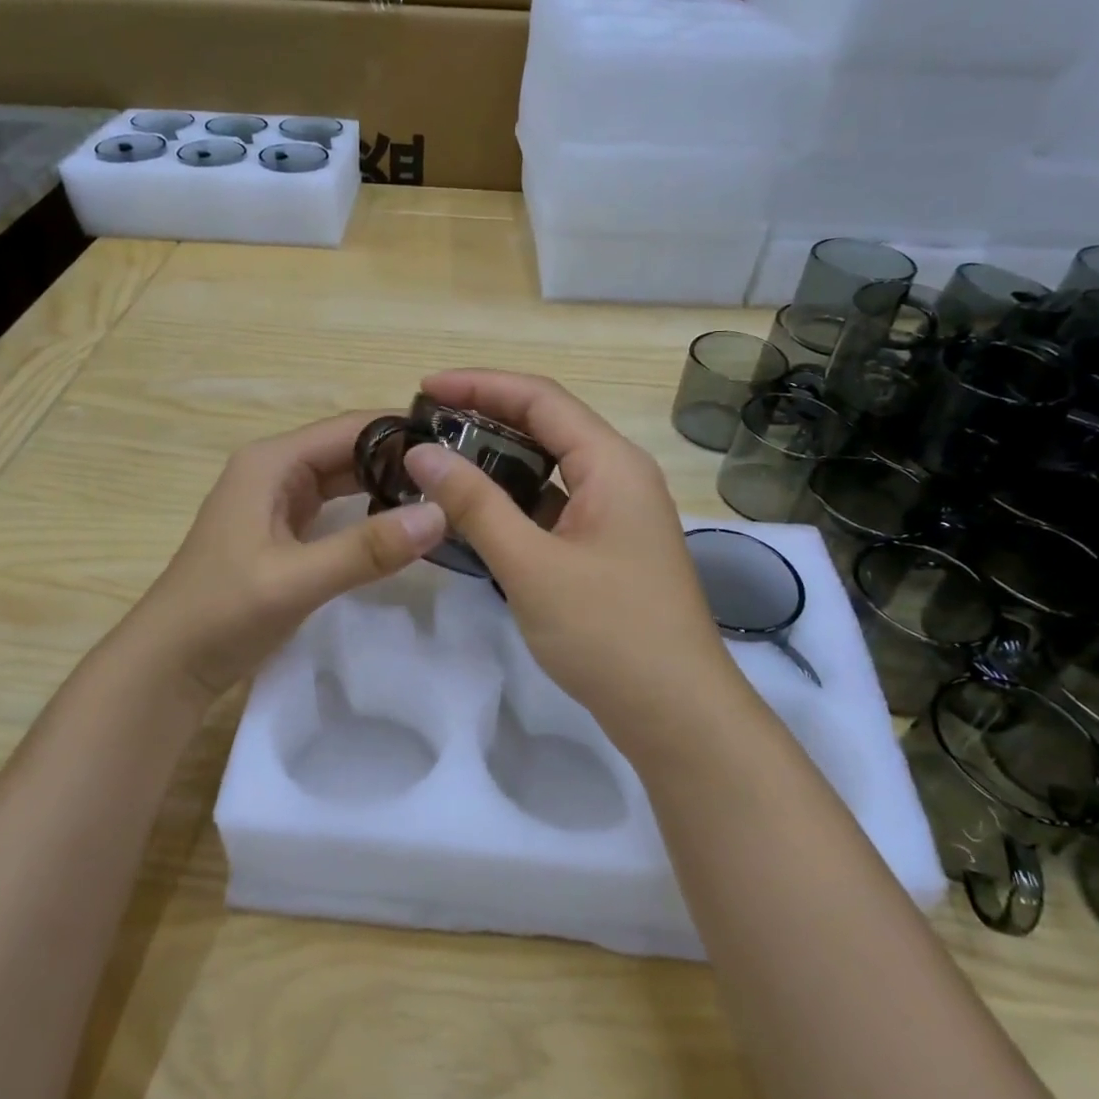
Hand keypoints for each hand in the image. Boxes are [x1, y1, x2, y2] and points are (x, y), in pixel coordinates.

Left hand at [126, 411, 447, 699]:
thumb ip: (366, 548)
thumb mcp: (295, 580)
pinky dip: (370, 511)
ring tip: (445, 497)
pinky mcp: (284, 531)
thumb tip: (440, 514)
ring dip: (388, 484)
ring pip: (346, 478)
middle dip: (402, 459)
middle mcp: (276, 470)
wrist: (169, 665)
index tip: (461, 448)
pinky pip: (337, 508)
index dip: (404, 432)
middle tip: (462, 477)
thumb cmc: (222, 613)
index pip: (351, 427)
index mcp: (272, 461)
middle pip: (351, 449)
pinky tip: (403, 525)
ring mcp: (278, 501)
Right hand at [402, 370, 744, 761]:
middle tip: (426, 425)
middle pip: (548, 425)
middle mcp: (619, 476)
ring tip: (442, 460)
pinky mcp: (607, 548)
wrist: (676, 713)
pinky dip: (515, 499)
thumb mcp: (532, 565)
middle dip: (487, 416)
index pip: (541, 399)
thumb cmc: (608, 632)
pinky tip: (477, 511)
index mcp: (612, 463)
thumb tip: (422, 453)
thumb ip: (476, 504)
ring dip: (499, 458)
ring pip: (551, 467)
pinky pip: (555, 505)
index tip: (424, 389)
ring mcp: (617, 514)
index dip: (480, 385)